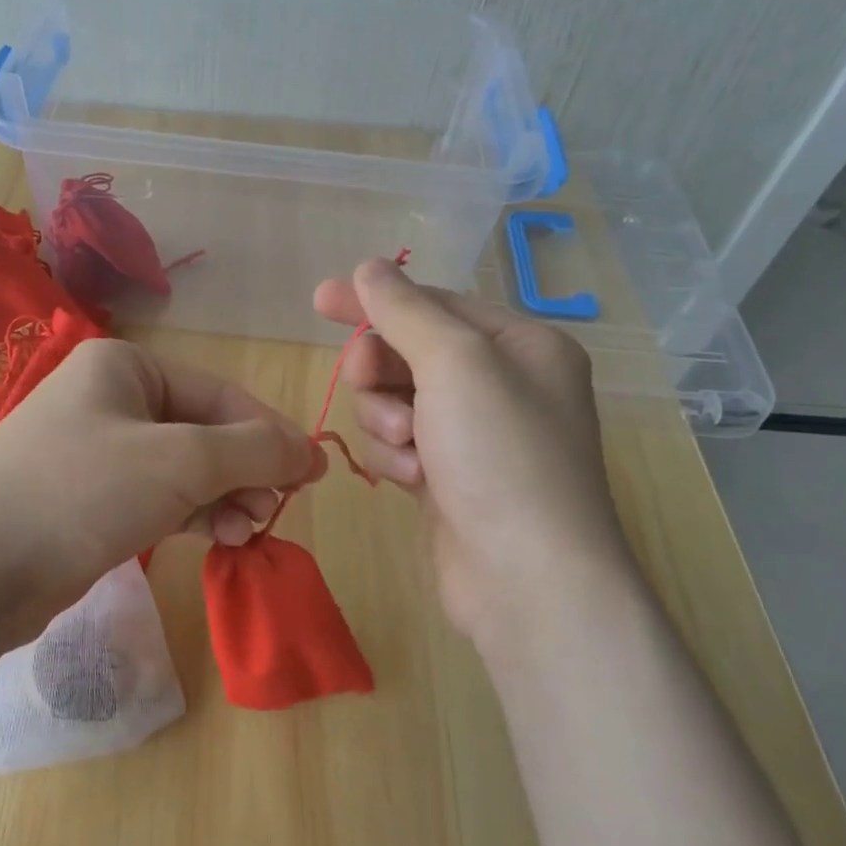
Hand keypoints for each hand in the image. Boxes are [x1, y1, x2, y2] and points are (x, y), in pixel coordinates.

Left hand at [0, 339, 325, 631]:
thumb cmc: (82, 492)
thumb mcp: (181, 461)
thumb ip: (254, 451)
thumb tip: (310, 452)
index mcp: (127, 367)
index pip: (223, 395)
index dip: (272, 434)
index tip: (311, 475)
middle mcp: (112, 399)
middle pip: (206, 432)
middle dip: (245, 473)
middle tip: (273, 512)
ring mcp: (99, 451)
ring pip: (186, 469)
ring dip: (224, 498)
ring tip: (248, 532)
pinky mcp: (92, 500)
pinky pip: (160, 498)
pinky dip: (194, 515)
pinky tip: (220, 538)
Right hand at [312, 257, 635, 649]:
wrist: (527, 578)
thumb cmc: (500, 454)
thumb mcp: (455, 363)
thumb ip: (405, 311)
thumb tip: (369, 267)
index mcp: (520, 345)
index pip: (435, 304)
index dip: (375, 300)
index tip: (319, 299)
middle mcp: (502, 385)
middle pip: (410, 353)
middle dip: (381, 370)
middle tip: (365, 381)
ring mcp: (475, 437)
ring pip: (396, 402)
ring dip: (387, 420)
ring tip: (407, 447)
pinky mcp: (449, 480)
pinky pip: (401, 446)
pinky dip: (397, 458)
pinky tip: (414, 481)